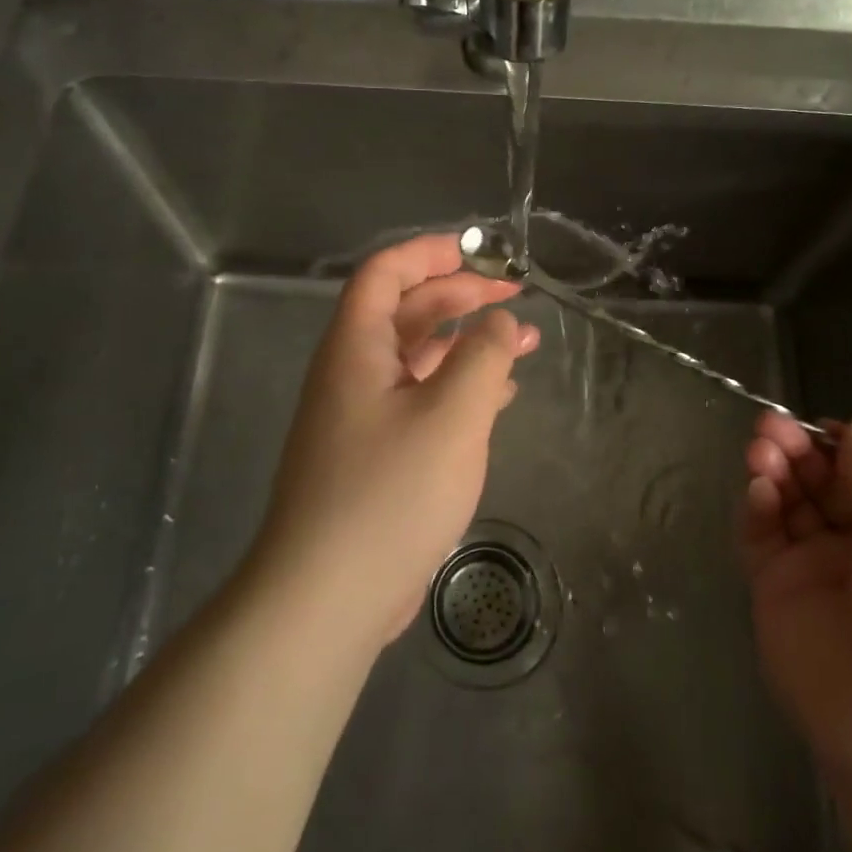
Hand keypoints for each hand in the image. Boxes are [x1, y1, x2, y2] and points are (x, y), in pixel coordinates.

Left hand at [252, 233, 539, 645]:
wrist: (327, 598)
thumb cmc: (389, 493)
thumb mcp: (451, 415)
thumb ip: (483, 355)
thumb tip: (501, 320)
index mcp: (356, 347)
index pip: (386, 273)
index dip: (431, 253)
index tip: (483, 254)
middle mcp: (353, 372)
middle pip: (407, 311)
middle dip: (462, 296)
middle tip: (516, 298)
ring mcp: (362, 415)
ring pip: (419, 357)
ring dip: (468, 343)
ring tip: (524, 343)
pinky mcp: (376, 454)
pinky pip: (421, 399)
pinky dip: (460, 387)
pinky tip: (498, 397)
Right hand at [741, 412, 851, 789]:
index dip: (841, 446)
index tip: (819, 424)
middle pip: (821, 483)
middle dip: (799, 449)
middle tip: (771, 426)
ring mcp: (816, 572)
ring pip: (787, 504)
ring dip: (774, 468)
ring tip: (761, 446)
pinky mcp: (775, 593)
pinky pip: (761, 538)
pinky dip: (756, 507)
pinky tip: (758, 487)